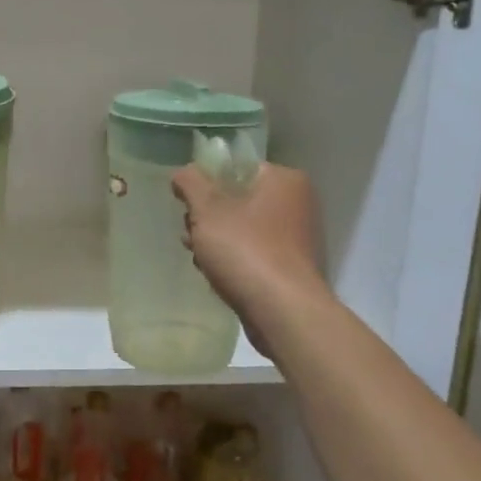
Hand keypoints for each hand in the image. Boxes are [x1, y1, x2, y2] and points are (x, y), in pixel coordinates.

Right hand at [172, 162, 327, 346]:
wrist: (282, 312)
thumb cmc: (245, 250)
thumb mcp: (208, 210)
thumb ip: (191, 183)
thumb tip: (183, 172)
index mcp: (284, 180)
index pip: (238, 168)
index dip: (207, 182)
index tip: (187, 201)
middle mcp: (296, 204)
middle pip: (238, 199)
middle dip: (209, 215)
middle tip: (190, 231)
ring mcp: (295, 238)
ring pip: (243, 228)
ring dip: (216, 239)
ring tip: (197, 255)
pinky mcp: (289, 268)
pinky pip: (253, 252)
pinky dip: (233, 259)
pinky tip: (213, 273)